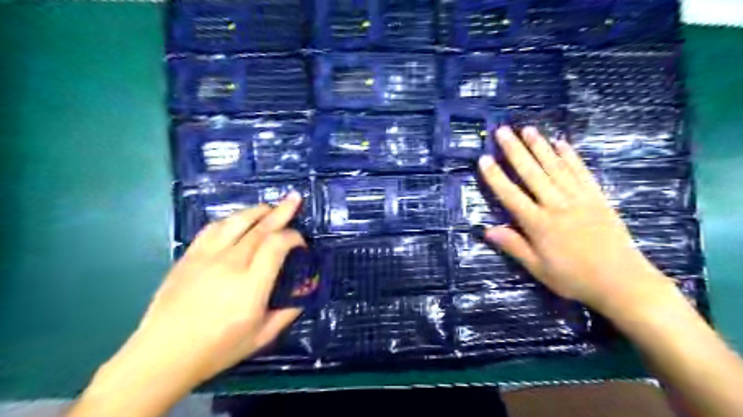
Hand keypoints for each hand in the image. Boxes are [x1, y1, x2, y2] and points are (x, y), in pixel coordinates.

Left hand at [73, 192, 305, 416]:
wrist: (162, 356)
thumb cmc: (217, 349)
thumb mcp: (262, 337)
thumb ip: (287, 312)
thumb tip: (304, 292)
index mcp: (251, 286)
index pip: (277, 245)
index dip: (293, 237)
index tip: (301, 242)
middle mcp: (230, 264)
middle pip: (260, 228)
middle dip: (281, 211)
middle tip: (294, 198)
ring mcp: (206, 257)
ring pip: (235, 222)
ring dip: (256, 211)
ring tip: (269, 207)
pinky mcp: (189, 257)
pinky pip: (212, 229)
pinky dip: (230, 219)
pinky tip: (238, 220)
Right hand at [479, 127, 677, 315]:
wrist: (622, 282)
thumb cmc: (574, 278)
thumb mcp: (538, 268)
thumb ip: (513, 246)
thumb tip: (487, 230)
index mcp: (539, 224)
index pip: (511, 195)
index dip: (496, 176)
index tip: (484, 159)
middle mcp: (556, 205)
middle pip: (532, 173)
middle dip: (515, 151)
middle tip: (503, 131)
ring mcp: (579, 198)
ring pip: (555, 167)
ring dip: (540, 147)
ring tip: (527, 129)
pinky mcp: (597, 197)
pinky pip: (581, 172)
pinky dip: (570, 156)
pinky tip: (561, 143)